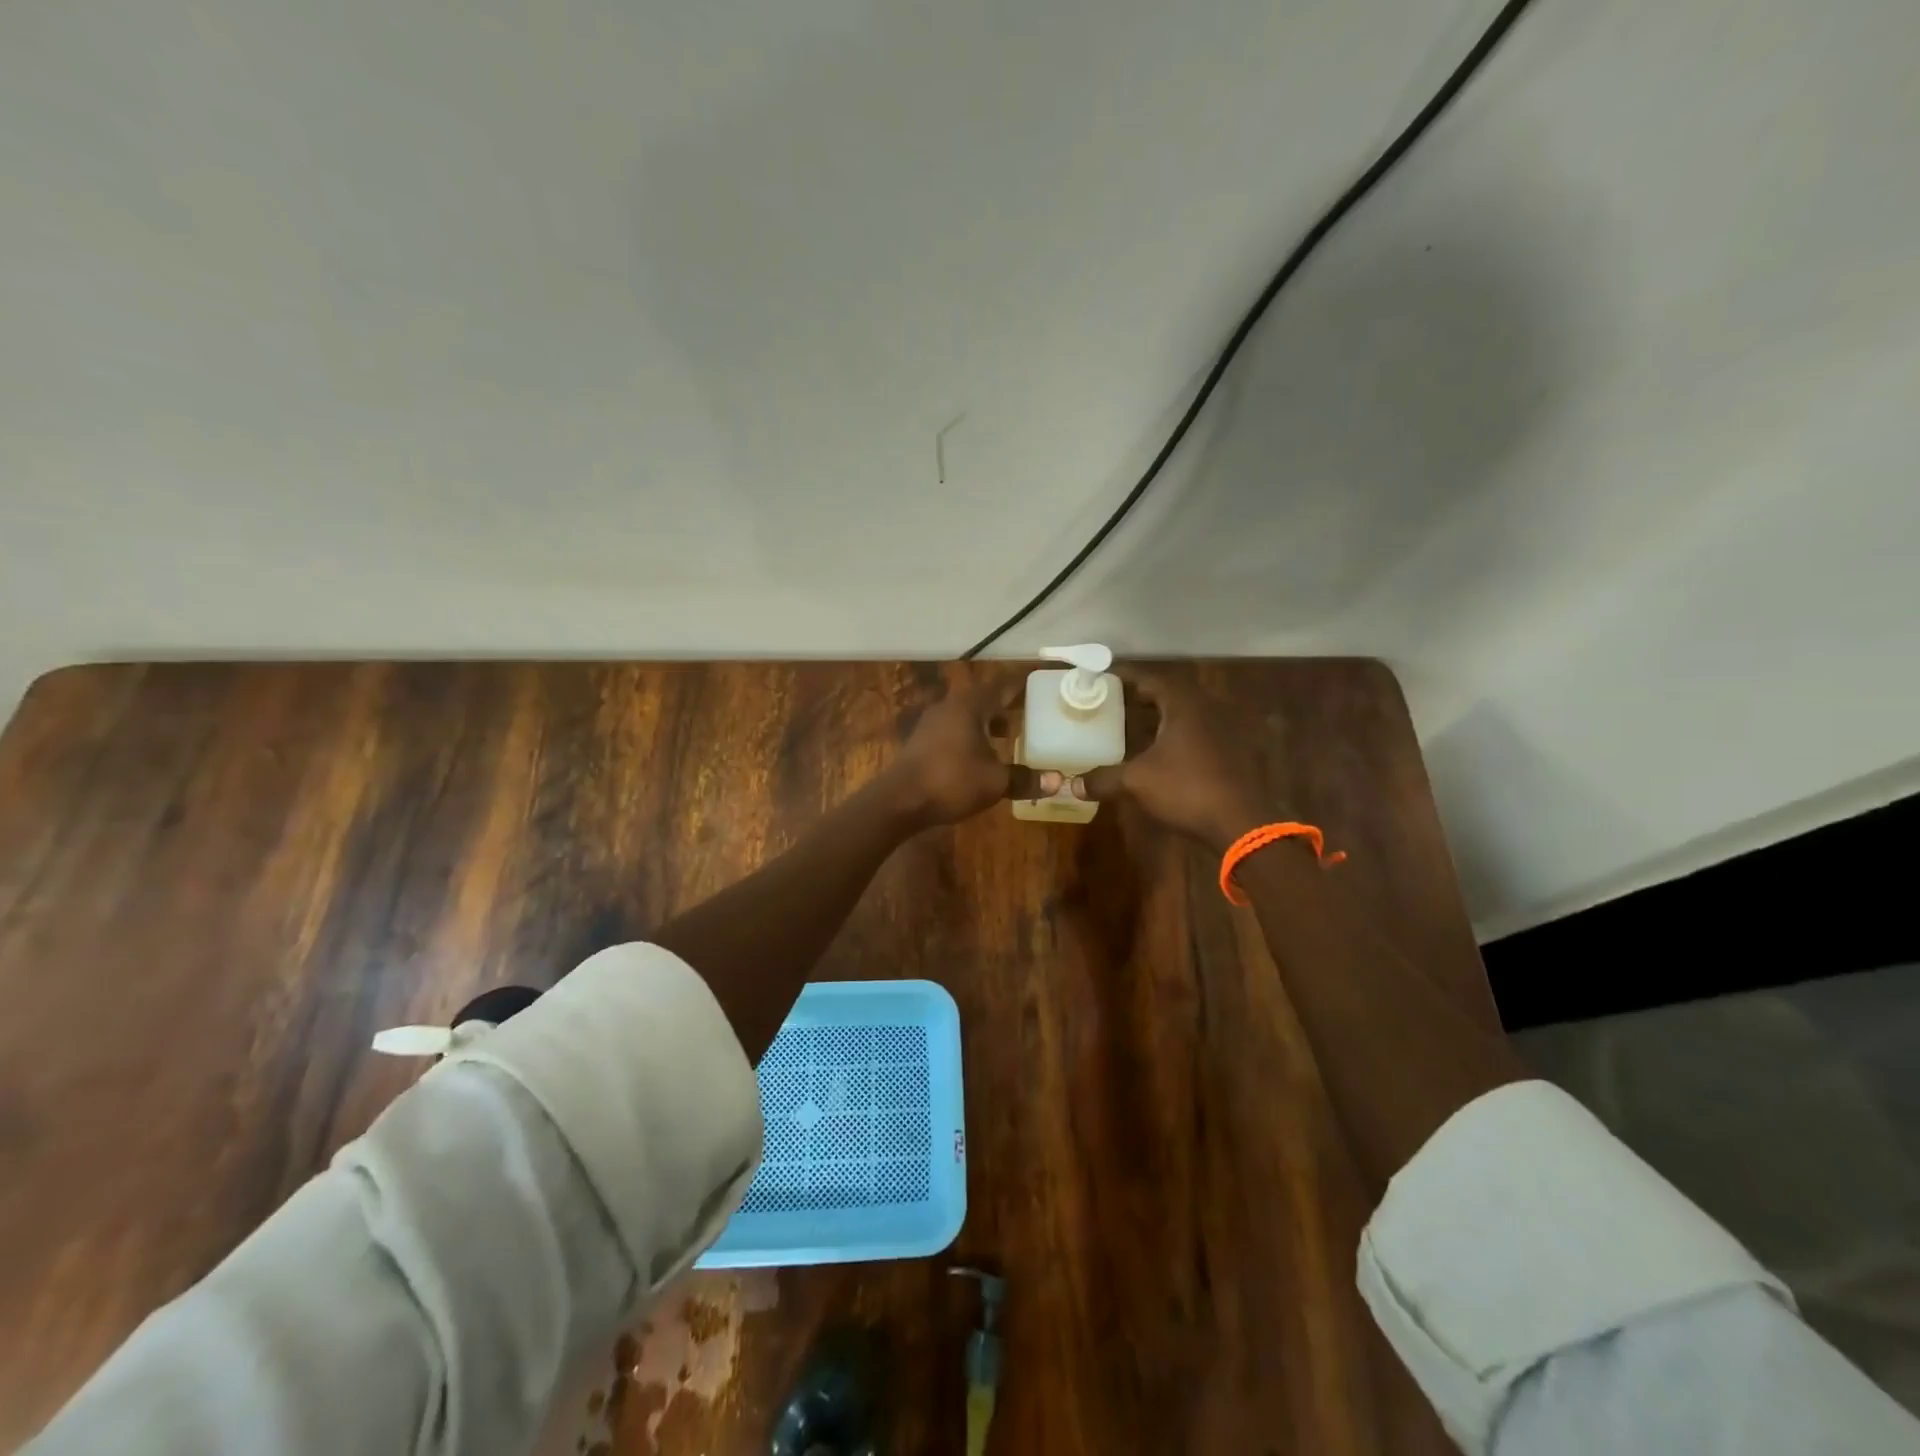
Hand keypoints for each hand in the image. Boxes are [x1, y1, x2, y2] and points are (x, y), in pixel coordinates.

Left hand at [887, 675, 1059, 827]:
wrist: (899, 800)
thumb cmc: (951, 781)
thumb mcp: (995, 782)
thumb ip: (1025, 779)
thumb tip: (1058, 781)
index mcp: (969, 706)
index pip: (1000, 687)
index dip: (1019, 686)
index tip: (1036, 683)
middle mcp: (948, 707)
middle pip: (981, 699)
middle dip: (1003, 706)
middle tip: (1025, 714)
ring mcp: (930, 724)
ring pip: (965, 715)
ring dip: (984, 723)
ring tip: (1004, 737)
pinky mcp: (920, 742)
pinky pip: (952, 730)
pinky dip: (969, 736)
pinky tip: (977, 756)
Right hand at [1071, 666, 1270, 848]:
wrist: (1243, 823)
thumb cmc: (1187, 789)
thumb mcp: (1137, 782)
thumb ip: (1104, 779)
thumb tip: (1072, 785)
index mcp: (1185, 705)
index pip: (1153, 679)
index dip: (1128, 678)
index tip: (1106, 679)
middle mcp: (1210, 709)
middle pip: (1172, 694)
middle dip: (1145, 698)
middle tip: (1118, 704)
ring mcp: (1228, 731)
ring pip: (1189, 715)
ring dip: (1164, 718)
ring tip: (1137, 728)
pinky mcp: (1237, 753)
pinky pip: (1202, 734)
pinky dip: (1181, 737)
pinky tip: (1166, 755)